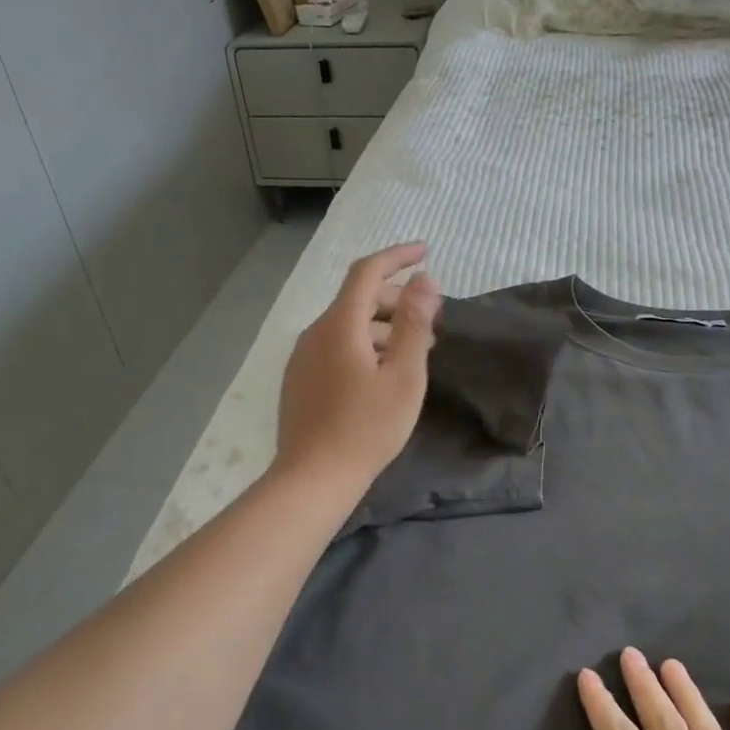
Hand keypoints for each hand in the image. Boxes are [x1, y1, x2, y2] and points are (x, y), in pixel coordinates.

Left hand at [273, 242, 439, 496]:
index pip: (367, 272)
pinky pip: (335, 347)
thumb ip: (413, 323)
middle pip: (356, 299)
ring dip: (381, 326)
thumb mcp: (403, 375)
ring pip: (346, 326)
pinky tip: (380, 372)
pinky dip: (362, 345)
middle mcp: (315, 333)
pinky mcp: (299, 380)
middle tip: (430, 317)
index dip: (397, 256)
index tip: (425, 252)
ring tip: (413, 348)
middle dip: (394, 298)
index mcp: (340, 325)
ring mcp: (302, 358)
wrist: (313, 477)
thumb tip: (423, 280)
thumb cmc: (367, 427)